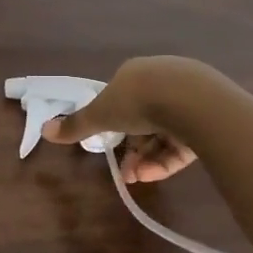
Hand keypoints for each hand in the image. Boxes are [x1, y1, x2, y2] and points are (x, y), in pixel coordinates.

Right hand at [41, 56, 203, 183]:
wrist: (193, 102)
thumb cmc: (139, 101)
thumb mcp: (101, 114)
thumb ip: (76, 125)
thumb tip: (44, 129)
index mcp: (136, 73)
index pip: (122, 100)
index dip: (112, 126)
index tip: (107, 147)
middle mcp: (163, 81)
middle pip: (143, 119)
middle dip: (132, 149)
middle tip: (125, 172)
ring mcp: (189, 98)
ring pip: (164, 133)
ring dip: (147, 159)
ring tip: (138, 178)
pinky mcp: (209, 118)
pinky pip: (184, 142)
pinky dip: (167, 159)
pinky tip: (155, 174)